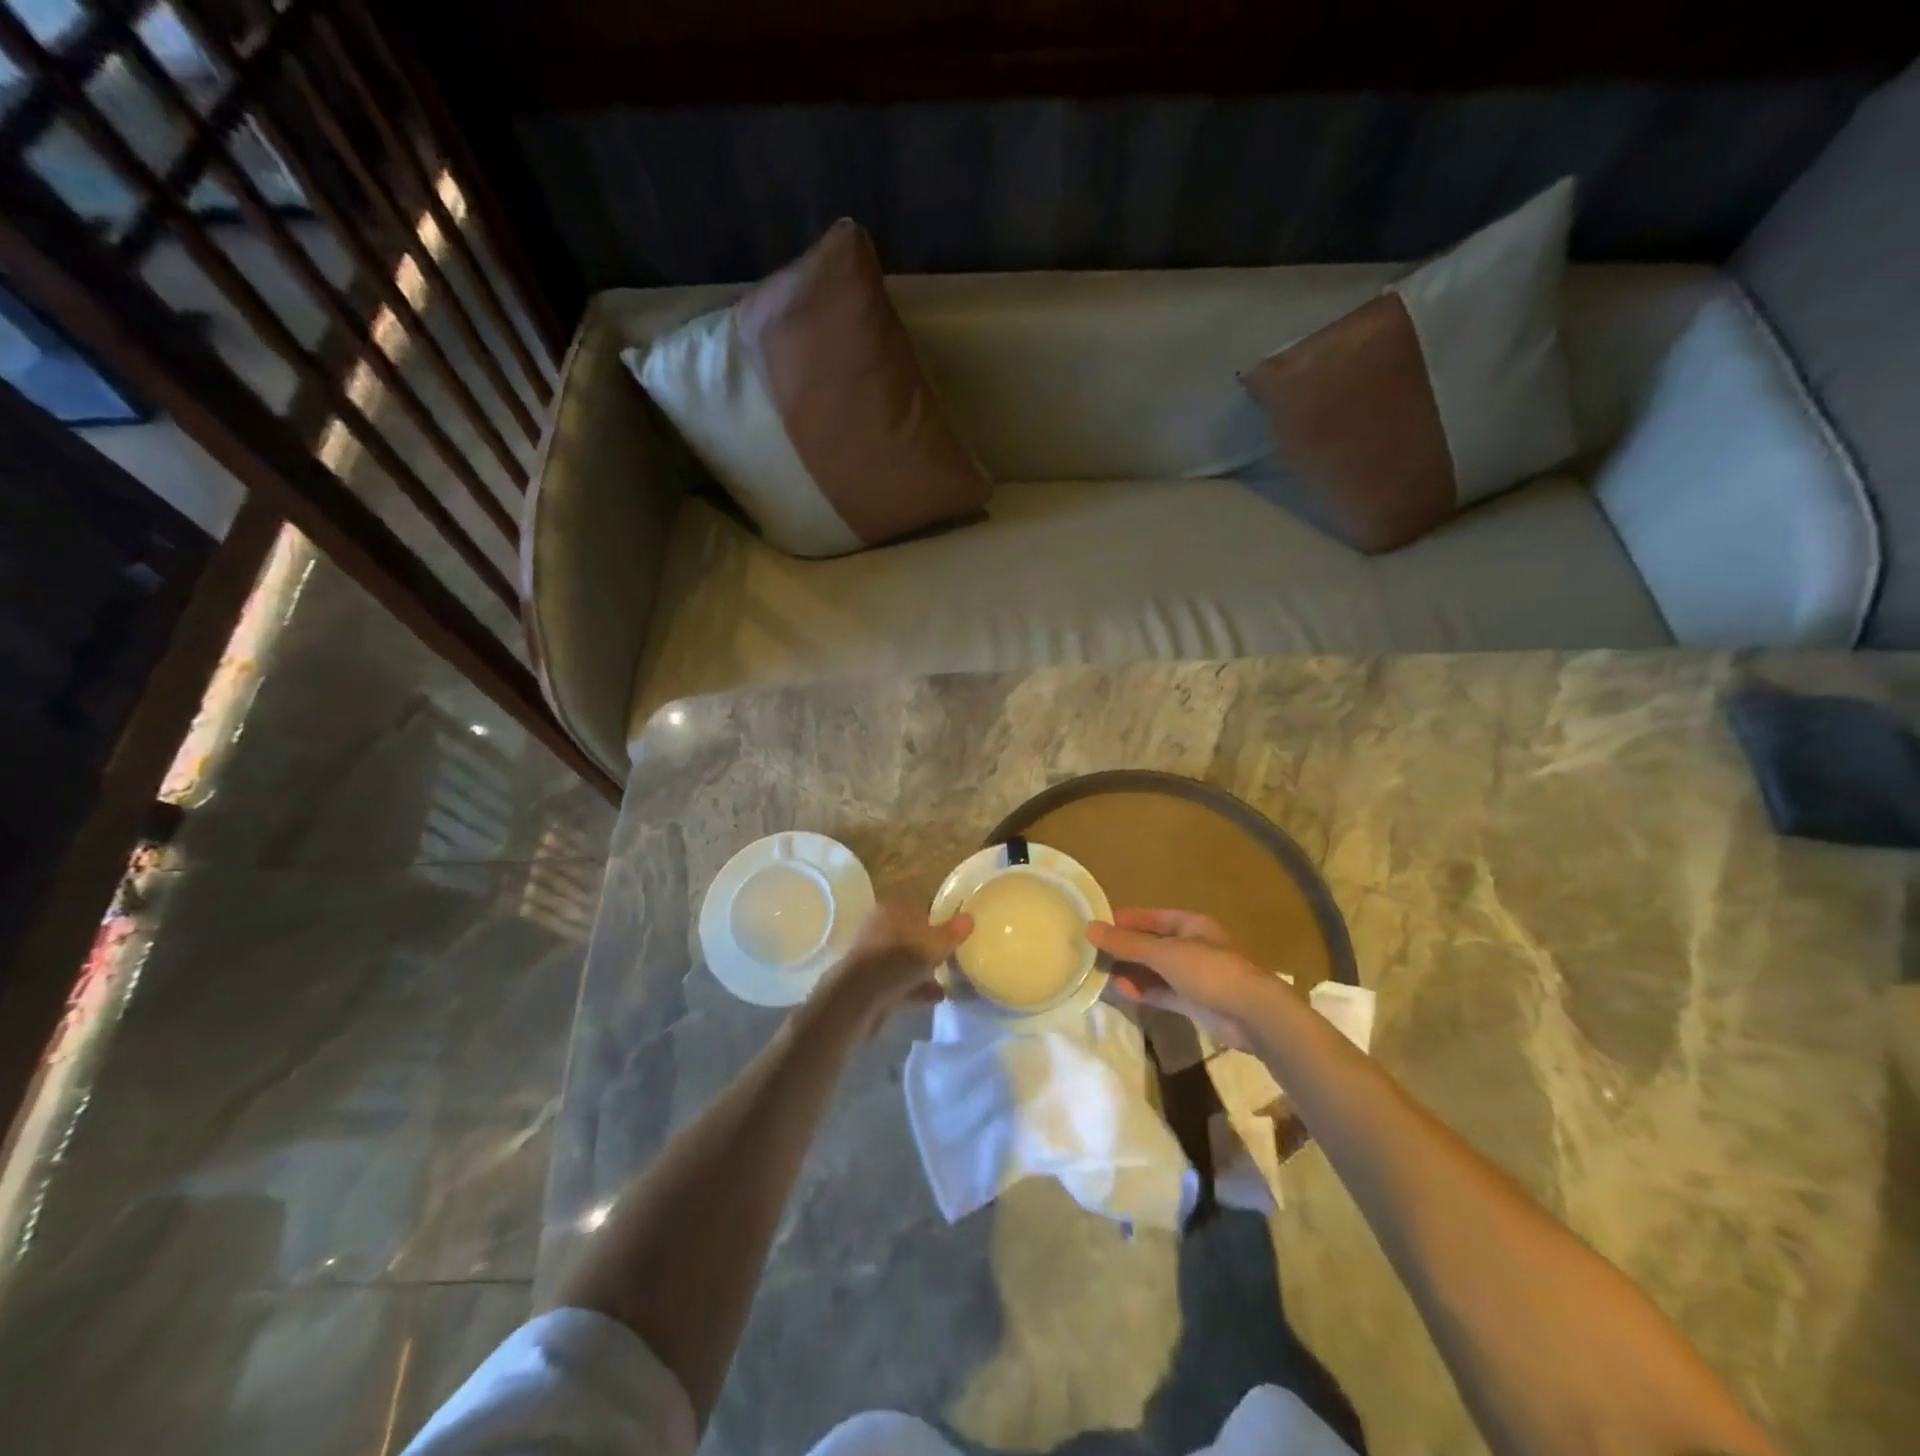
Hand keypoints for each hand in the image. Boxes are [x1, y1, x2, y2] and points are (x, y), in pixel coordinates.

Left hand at [816, 903, 972, 1034]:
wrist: (861, 997)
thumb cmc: (900, 959)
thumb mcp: (935, 944)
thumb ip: (953, 931)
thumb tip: (969, 917)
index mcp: (892, 910)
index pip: (920, 909)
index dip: (939, 921)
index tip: (954, 935)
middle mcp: (879, 928)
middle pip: (912, 935)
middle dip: (930, 947)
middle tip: (952, 957)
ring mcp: (873, 956)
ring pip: (904, 959)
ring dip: (924, 970)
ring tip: (948, 980)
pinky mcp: (870, 981)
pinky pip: (899, 981)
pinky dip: (916, 987)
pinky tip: (936, 996)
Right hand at [1086, 909, 1287, 1051]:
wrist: (1251, 1014)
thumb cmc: (1208, 970)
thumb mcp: (1163, 953)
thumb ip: (1127, 943)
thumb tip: (1089, 928)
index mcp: (1191, 924)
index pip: (1151, 917)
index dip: (1125, 920)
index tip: (1096, 925)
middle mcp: (1192, 946)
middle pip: (1152, 944)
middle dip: (1125, 948)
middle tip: (1092, 952)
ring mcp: (1194, 976)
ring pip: (1156, 970)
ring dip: (1132, 971)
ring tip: (1101, 973)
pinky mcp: (1194, 1002)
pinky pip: (1162, 992)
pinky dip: (1143, 991)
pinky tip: (1122, 991)